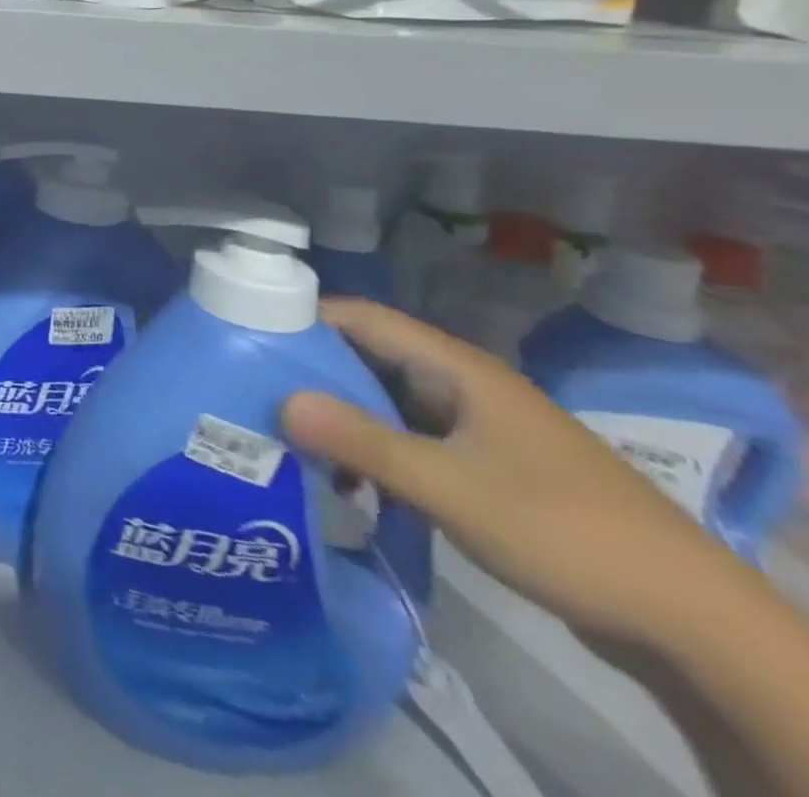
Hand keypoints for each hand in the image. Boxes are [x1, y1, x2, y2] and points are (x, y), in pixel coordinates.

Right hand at [280, 298, 745, 650]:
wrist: (690, 618)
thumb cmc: (562, 530)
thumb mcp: (450, 487)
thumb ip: (362, 442)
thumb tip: (279, 401)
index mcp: (456, 368)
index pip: (362, 318)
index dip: (304, 318)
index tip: (246, 335)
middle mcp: (461, 384)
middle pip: (369, 358)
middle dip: (312, 372)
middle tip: (251, 390)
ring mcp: (475, 426)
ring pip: (387, 402)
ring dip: (340, 416)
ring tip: (285, 437)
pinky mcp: (484, 465)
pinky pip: (410, 439)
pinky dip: (372, 449)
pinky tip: (345, 481)